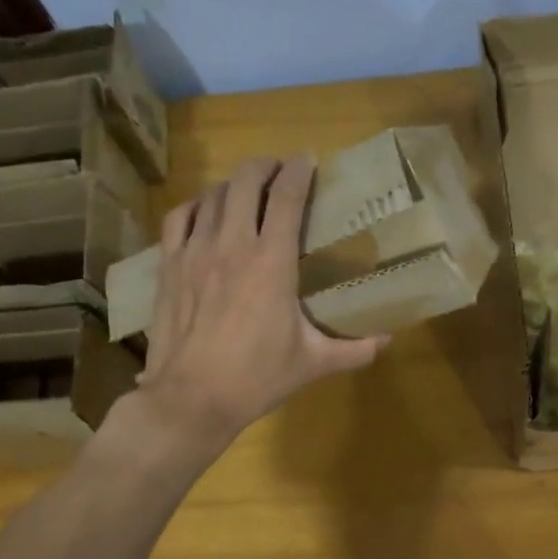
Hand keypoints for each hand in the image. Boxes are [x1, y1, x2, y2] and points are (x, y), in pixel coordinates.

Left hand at [132, 154, 387, 456]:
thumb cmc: (256, 378)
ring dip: (235, 184)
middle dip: (265, 166)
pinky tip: (206, 210)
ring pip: (214, 195)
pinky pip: (179, 218)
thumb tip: (388, 341)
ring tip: (248, 188)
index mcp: (272, 263)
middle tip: (280, 170)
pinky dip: (197, 205)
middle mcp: (233, 245)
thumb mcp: (312, 363)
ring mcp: (195, 252)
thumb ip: (354, 350)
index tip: (308, 160)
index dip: (299, 171)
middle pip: (246, 181)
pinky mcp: (170, 266)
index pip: (287, 197)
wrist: (191, 398)